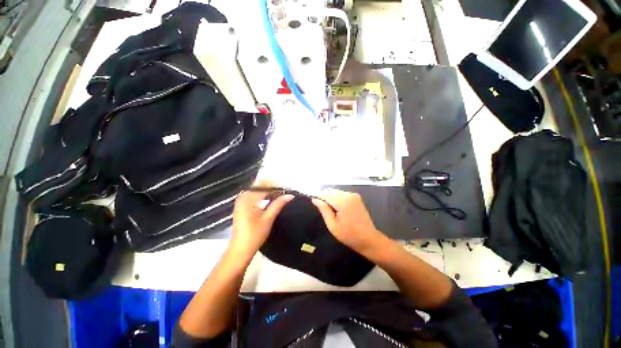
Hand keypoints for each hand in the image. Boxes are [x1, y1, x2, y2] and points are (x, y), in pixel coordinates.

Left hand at [229, 182, 293, 257]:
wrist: (240, 249)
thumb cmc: (255, 234)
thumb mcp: (269, 218)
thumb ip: (278, 204)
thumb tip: (290, 195)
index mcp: (248, 198)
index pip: (264, 187)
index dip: (276, 188)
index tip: (287, 191)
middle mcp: (242, 197)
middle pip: (260, 186)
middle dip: (272, 188)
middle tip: (283, 193)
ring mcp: (240, 201)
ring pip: (256, 190)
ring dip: (267, 191)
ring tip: (279, 195)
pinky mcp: (241, 206)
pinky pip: (253, 195)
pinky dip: (262, 195)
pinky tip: (269, 199)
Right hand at [311, 189, 383, 254]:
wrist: (368, 239)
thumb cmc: (349, 235)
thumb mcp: (332, 225)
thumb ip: (324, 209)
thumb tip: (315, 199)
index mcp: (342, 201)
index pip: (325, 194)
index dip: (317, 197)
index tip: (311, 200)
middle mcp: (348, 194)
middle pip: (331, 192)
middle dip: (324, 197)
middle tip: (320, 207)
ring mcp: (354, 195)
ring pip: (336, 192)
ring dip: (330, 198)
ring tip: (328, 209)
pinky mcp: (356, 197)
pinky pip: (342, 194)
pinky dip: (337, 198)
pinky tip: (336, 208)